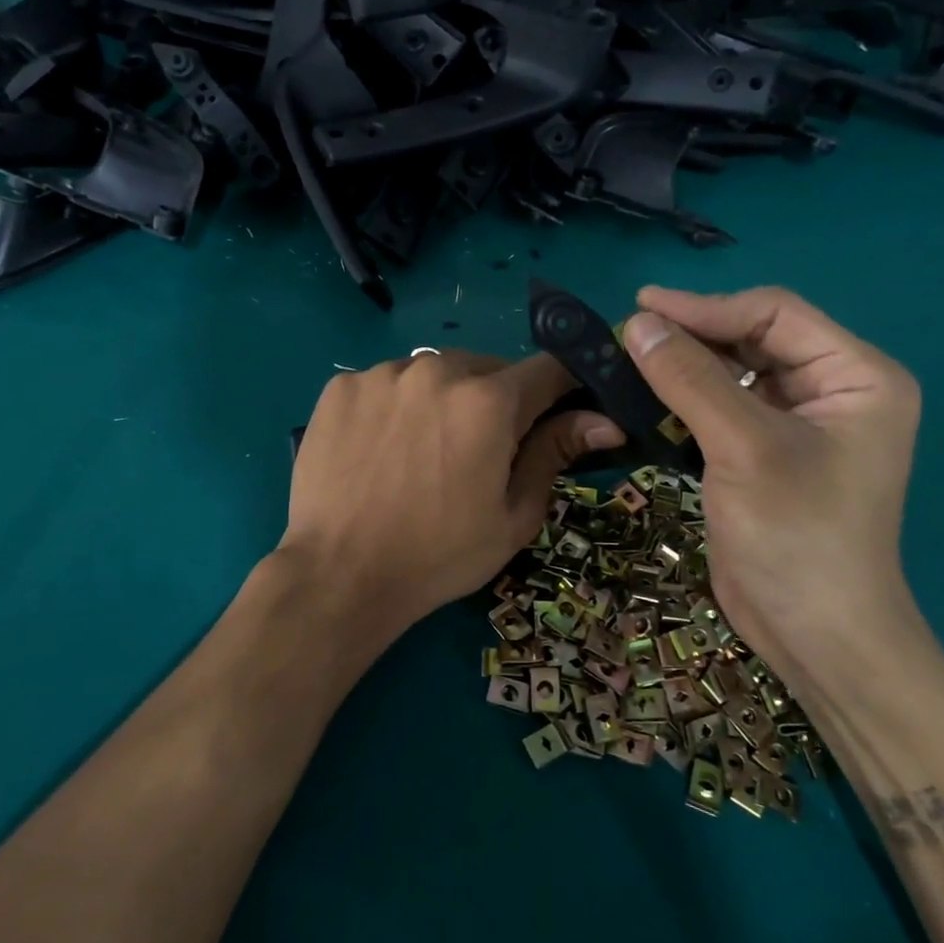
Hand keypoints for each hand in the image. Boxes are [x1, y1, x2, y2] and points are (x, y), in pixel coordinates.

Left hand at [278, 350, 621, 667]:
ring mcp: (382, 374)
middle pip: (487, 368)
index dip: (562, 388)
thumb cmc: (438, 555)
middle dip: (496, 399)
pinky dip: (395, 404)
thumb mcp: (512, 516)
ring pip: (433, 372)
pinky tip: (382, 448)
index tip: (560, 411)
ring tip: (423, 450)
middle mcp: (436, 370)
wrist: (339, 574)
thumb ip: (555, 455)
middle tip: (481, 449)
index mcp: (488, 402)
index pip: (548, 369)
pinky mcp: (341, 386)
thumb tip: (604, 422)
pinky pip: (386, 383)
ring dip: (442, 398)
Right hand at [622, 285, 933, 692]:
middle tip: (627, 334)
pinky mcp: (766, 452)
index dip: (705, 307)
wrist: (814, 633)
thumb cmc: (796, 535)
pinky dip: (685, 399)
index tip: (639, 308)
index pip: (773, 316)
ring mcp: (799, 423)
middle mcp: (834, 390)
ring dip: (684, 366)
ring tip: (628, 358)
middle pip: (753, 339)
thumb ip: (691, 379)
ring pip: (733, 372)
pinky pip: (723, 406)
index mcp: (857, 375)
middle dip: (692, 334)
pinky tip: (645, 397)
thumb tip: (637, 324)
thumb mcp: (743, 448)